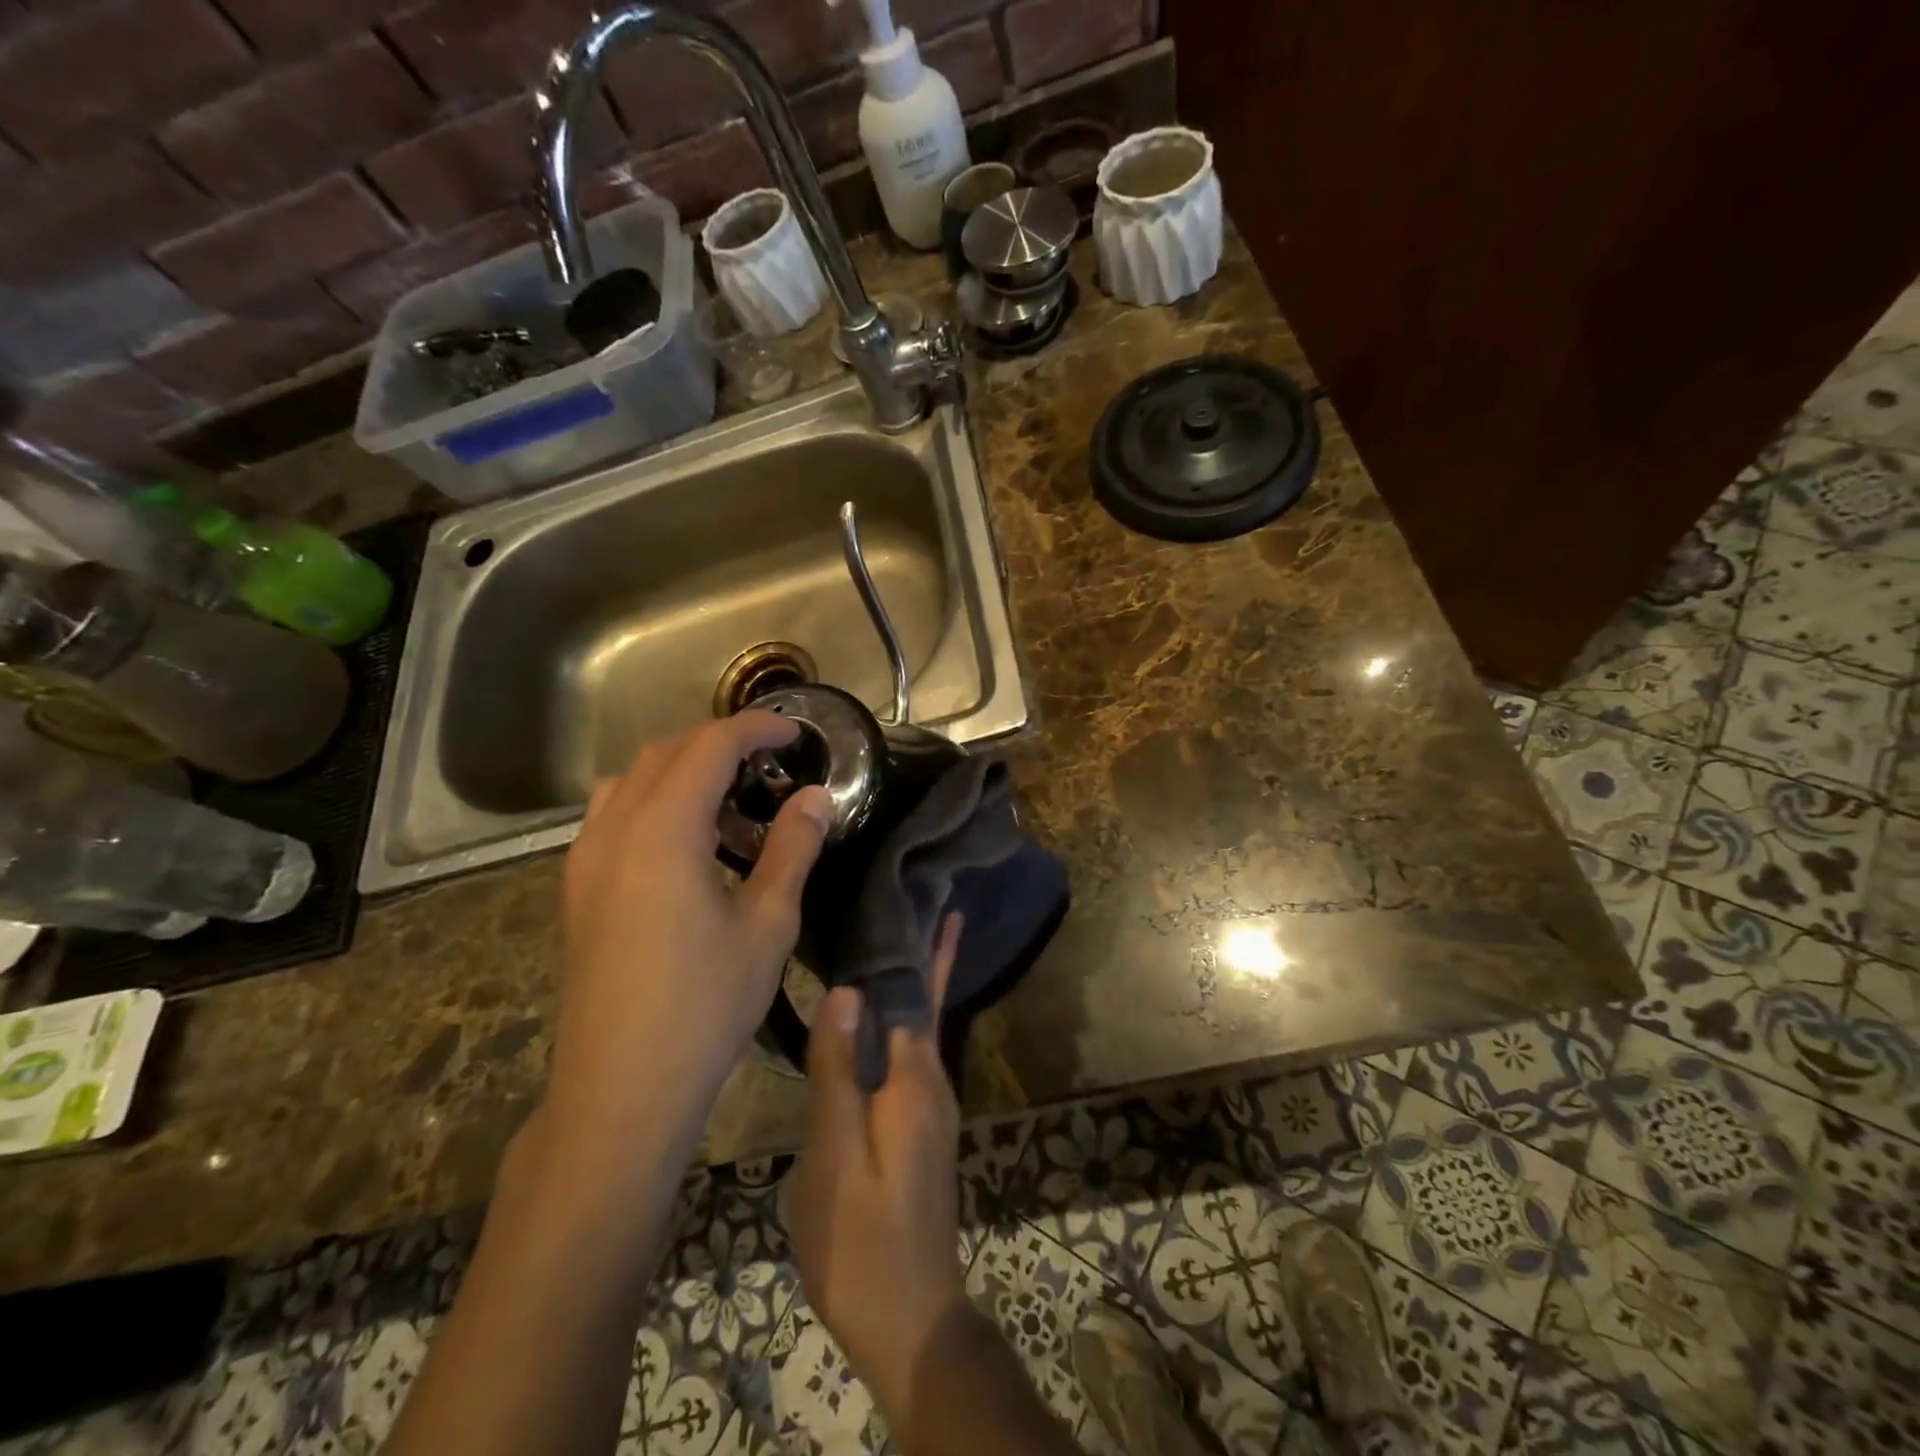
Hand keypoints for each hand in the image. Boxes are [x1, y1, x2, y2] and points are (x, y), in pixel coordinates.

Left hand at [551, 713, 833, 1141]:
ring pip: (632, 780)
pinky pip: (613, 815)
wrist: (621, 1089)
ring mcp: (586, 860)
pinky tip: (687, 843)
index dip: (755, 728)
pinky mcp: (578, 889)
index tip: (795, 732)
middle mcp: (614, 830)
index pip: (709, 747)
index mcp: (662, 831)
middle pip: (666, 753)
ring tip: (730, 801)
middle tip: (771, 763)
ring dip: (682, 770)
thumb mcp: (767, 924)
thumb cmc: (704, 1005)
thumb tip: (815, 797)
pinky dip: (654, 801)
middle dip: (720, 742)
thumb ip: (792, 848)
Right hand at [789, 915, 969, 1418]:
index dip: (921, 945)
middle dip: (923, 953)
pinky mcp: (919, 1130)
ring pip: (919, 1029)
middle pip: (927, 1003)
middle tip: (909, 899)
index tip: (917, 894)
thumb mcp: (837, 1156)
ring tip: (888, 944)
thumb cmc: (863, 1238)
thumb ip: (840, 1072)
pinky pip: (909, 1057)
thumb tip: (849, 989)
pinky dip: (899, 1024)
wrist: (911, 1321)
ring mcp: (930, 1109)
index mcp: (916, 1079)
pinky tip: (873, 1025)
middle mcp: (933, 1083)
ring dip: (912, 984)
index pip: (920, 993)